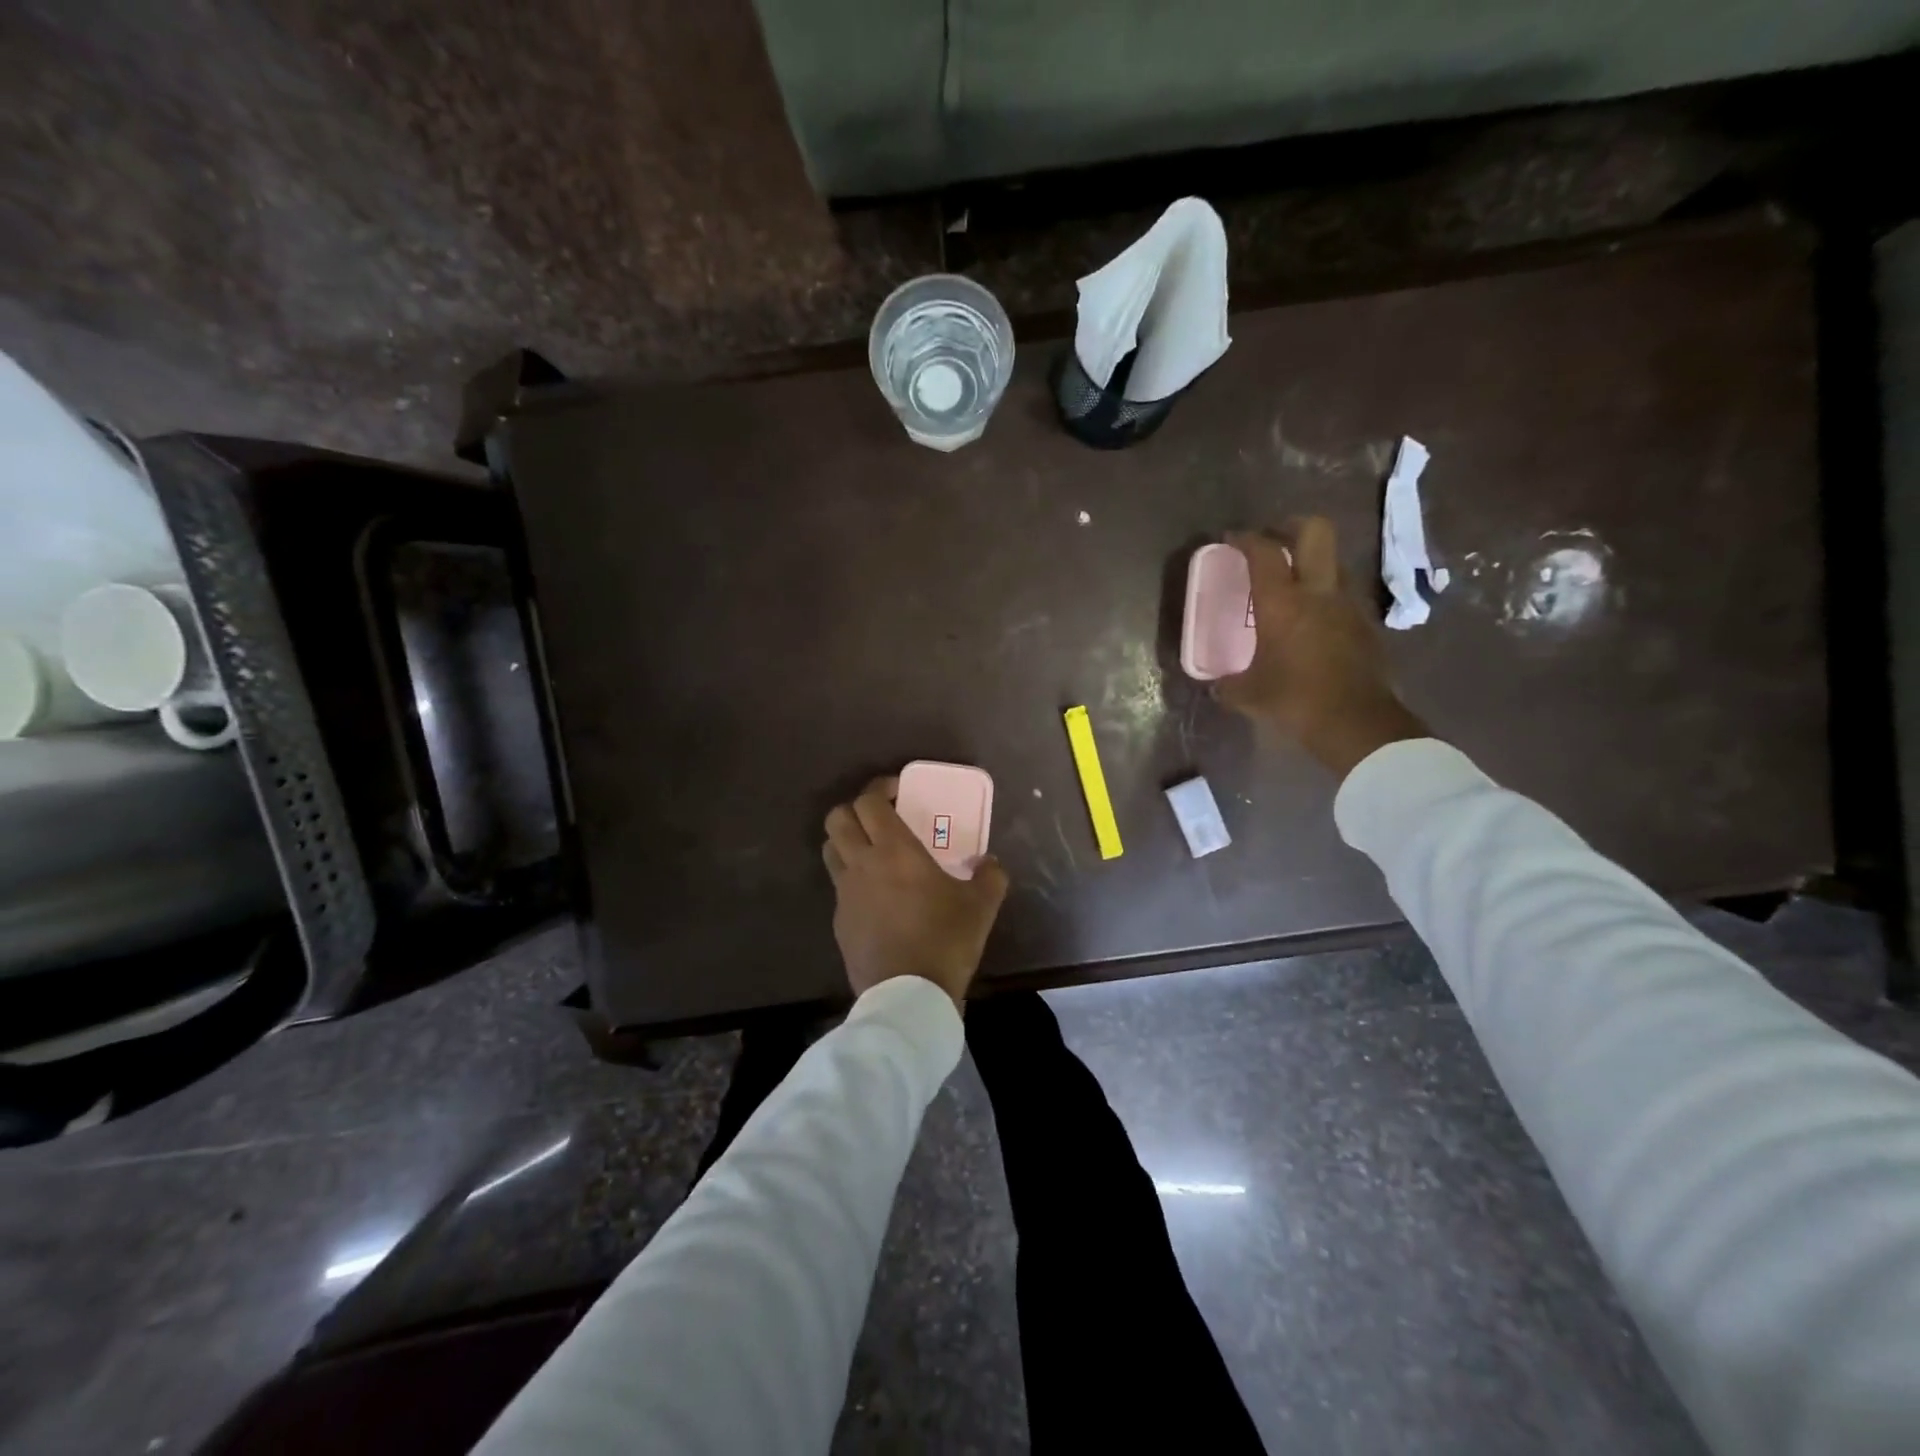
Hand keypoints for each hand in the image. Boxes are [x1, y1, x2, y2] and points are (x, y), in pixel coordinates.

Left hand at [822, 777, 1009, 1007]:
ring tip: (873, 853)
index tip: (898, 792)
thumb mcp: (982, 906)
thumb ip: (990, 876)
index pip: (869, 802)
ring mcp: (845, 893)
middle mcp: (862, 863)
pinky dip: (852, 881)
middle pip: (837, 818)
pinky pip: (839, 887)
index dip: (880, 789)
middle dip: (855, 810)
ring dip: (847, 842)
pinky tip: (876, 898)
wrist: (908, 995)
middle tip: (881, 819)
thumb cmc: (945, 940)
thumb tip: (989, 863)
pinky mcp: (839, 921)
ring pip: (831, 850)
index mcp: (894, 850)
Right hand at [1215, 518, 1429, 778]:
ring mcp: (1349, 604)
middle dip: (1292, 526)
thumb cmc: (1294, 700)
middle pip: (1315, 531)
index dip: (1246, 539)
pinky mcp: (1366, 624)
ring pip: (1334, 561)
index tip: (1232, 539)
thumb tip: (1217, 686)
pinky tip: (1314, 620)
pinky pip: (1344, 594)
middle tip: (1273, 540)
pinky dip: (1327, 595)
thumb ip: (1228, 684)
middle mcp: (1319, 591)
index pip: (1264, 552)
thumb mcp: (1248, 695)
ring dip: (1314, 562)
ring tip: (1294, 582)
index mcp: (1283, 602)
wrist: (1356, 721)